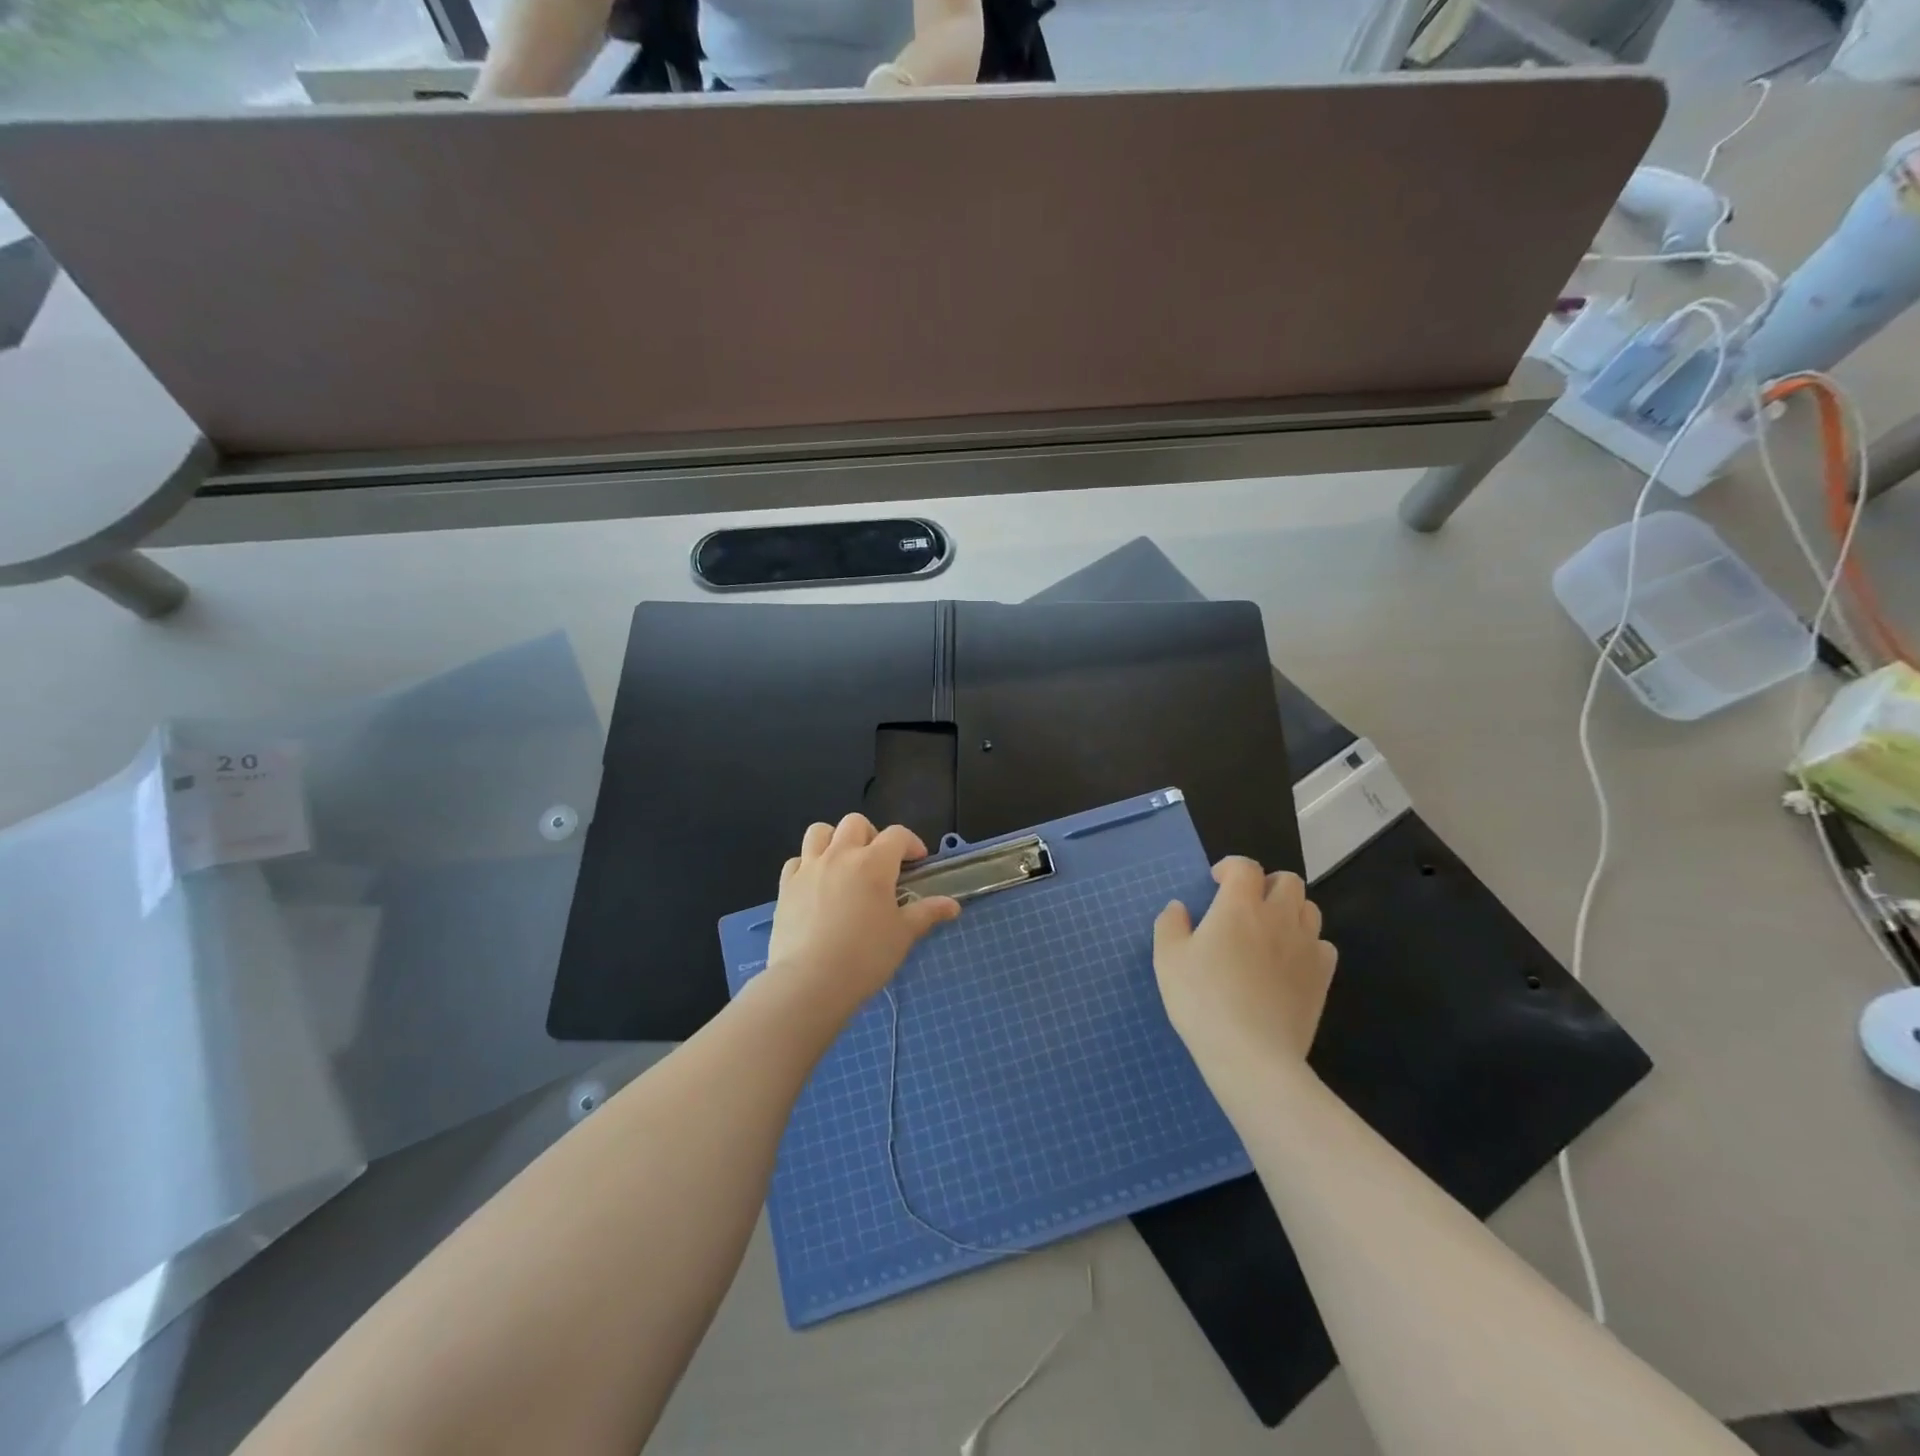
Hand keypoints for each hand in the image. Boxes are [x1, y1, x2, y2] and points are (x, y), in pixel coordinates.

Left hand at [762, 813, 960, 1020]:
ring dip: (835, 839)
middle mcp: (840, 855)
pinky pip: (796, 860)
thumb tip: (952, 905)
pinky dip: (808, 864)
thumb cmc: (865, 956)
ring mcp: (809, 868)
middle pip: (855, 823)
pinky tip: (816, 885)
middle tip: (879, 863)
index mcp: (874, 863)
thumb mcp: (903, 935)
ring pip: (820, 831)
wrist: (810, 981)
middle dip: (872, 835)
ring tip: (844, 864)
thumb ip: (927, 913)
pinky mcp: (786, 886)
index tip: (917, 862)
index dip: (911, 843)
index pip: (897, 835)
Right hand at [1153, 858, 1336, 1074]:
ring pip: (1310, 909)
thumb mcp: (1168, 960)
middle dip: (1267, 884)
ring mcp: (1306, 947)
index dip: (1231, 867)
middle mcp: (1278, 917)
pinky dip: (1307, 944)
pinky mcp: (1323, 977)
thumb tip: (1179, 908)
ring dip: (1289, 910)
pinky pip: (1323, 945)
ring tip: (1268, 931)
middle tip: (1245, 905)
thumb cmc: (1203, 1000)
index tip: (1216, 883)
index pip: (1245, 867)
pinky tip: (1289, 962)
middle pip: (1288, 881)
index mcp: (1239, 906)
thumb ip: (1170, 925)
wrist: (1253, 1056)